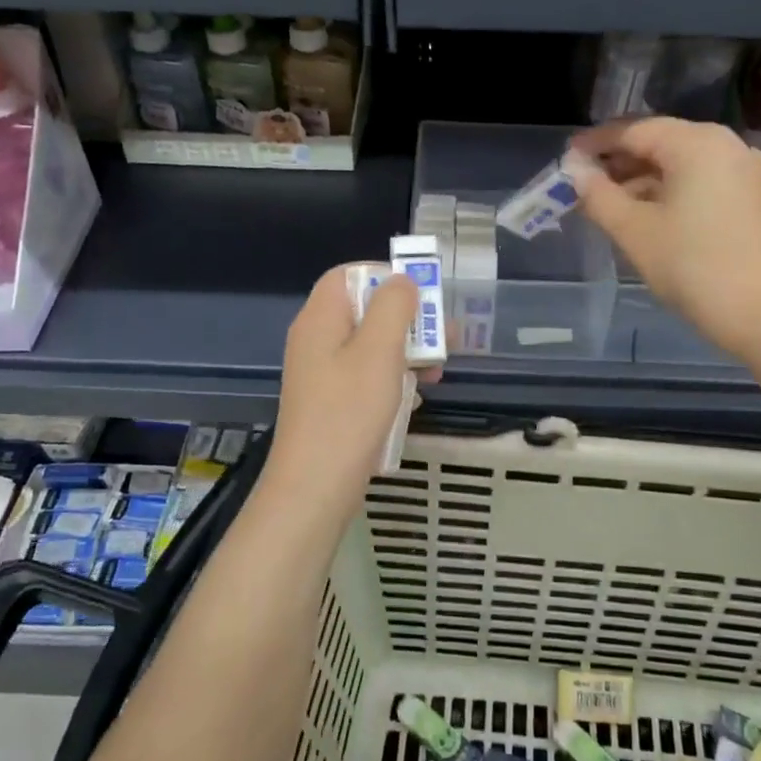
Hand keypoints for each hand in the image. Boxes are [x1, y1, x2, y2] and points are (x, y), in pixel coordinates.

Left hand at [266, 265, 428, 509]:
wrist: (315, 486)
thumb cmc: (349, 411)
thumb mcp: (379, 350)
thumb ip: (393, 307)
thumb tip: (402, 282)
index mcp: (321, 319)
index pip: (347, 274)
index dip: (384, 275)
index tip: (420, 293)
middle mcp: (316, 340)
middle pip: (364, 310)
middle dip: (407, 318)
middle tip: (445, 334)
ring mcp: (322, 373)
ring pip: (370, 345)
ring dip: (406, 350)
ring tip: (439, 368)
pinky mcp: (331, 402)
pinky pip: (365, 376)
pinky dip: (393, 378)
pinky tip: (417, 395)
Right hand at [571, 117, 760, 357]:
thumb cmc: (693, 266)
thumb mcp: (634, 231)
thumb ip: (599, 196)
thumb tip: (575, 172)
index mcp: (697, 143)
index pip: (634, 130)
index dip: (596, 144)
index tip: (566, 160)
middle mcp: (726, 145)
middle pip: (660, 142)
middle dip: (619, 162)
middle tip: (582, 185)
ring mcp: (745, 172)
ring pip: (681, 164)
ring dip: (642, 180)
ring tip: (607, 205)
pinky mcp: (754, 199)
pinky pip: (701, 182)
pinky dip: (669, 192)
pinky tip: (646, 216)